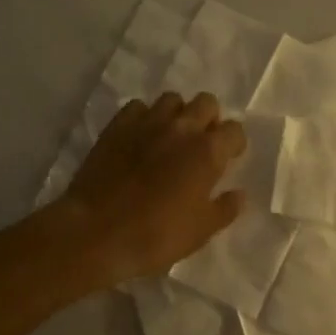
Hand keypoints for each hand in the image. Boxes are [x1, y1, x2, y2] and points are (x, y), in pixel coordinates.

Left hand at [57, 93, 246, 284]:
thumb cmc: (156, 235)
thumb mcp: (201, 231)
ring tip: (170, 137)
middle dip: (209, 119)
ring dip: (177, 114)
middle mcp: (182, 127)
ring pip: (172, 99)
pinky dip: (144, 117)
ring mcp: (147, 122)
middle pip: (206, 102)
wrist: (97, 232)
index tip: (228, 158)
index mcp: (208, 151)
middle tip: (201, 144)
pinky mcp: (117, 125)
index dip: (233, 143)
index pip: (234, 130)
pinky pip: (138, 107)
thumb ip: (225, 208)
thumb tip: (238, 194)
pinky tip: (140, 137)